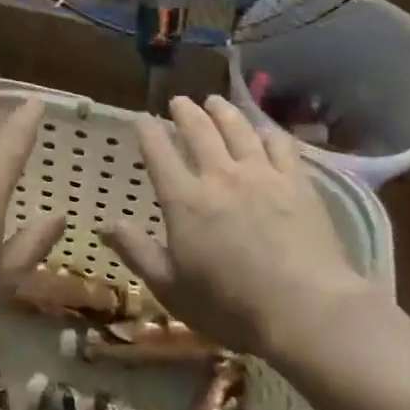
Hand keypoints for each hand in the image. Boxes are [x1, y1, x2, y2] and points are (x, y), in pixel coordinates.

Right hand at [104, 96, 370, 356]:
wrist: (304, 308)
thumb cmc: (230, 306)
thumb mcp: (171, 288)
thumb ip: (137, 251)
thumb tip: (104, 225)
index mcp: (184, 200)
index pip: (159, 153)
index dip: (148, 132)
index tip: (141, 119)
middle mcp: (220, 176)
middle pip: (199, 130)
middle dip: (185, 112)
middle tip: (178, 101)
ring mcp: (261, 175)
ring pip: (238, 129)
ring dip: (222, 111)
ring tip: (214, 101)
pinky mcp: (297, 182)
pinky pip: (279, 145)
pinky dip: (266, 132)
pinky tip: (263, 130)